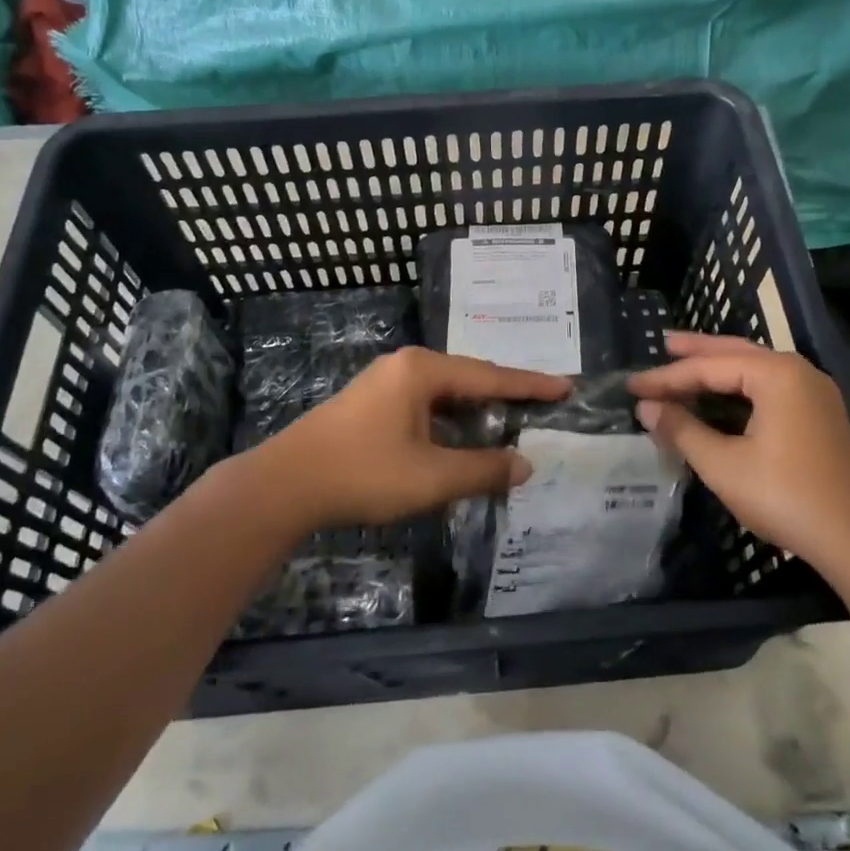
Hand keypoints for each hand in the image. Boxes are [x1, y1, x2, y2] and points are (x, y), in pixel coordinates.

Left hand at [243, 347, 570, 530]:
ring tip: (508, 422)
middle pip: (468, 377)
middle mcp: (405, 366)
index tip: (565, 387)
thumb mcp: (431, 476)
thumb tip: (524, 465)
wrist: (285, 484)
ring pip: (444, 392)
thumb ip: (481, 469)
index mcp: (422, 370)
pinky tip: (460, 437)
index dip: (530, 385)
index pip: (490, 375)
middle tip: (541, 405)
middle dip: (504, 394)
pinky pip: (424, 403)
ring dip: (475, 410)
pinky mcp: (370, 403)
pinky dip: (449, 419)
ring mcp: (384, 382)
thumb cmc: (363, 473)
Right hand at [628, 332, 849, 582]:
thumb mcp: (724, 465)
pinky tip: (723, 400)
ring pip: (755, 370)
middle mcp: (798, 373)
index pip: (709, 367)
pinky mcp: (820, 418)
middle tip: (662, 345)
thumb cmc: (788, 497)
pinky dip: (740, 390)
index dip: (666, 377)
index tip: (631, 386)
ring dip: (719, 369)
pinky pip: (770, 390)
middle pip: (736, 353)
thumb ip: (683, 431)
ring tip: (686, 365)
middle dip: (697, 352)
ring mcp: (814, 395)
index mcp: (776, 374)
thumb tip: (647, 408)